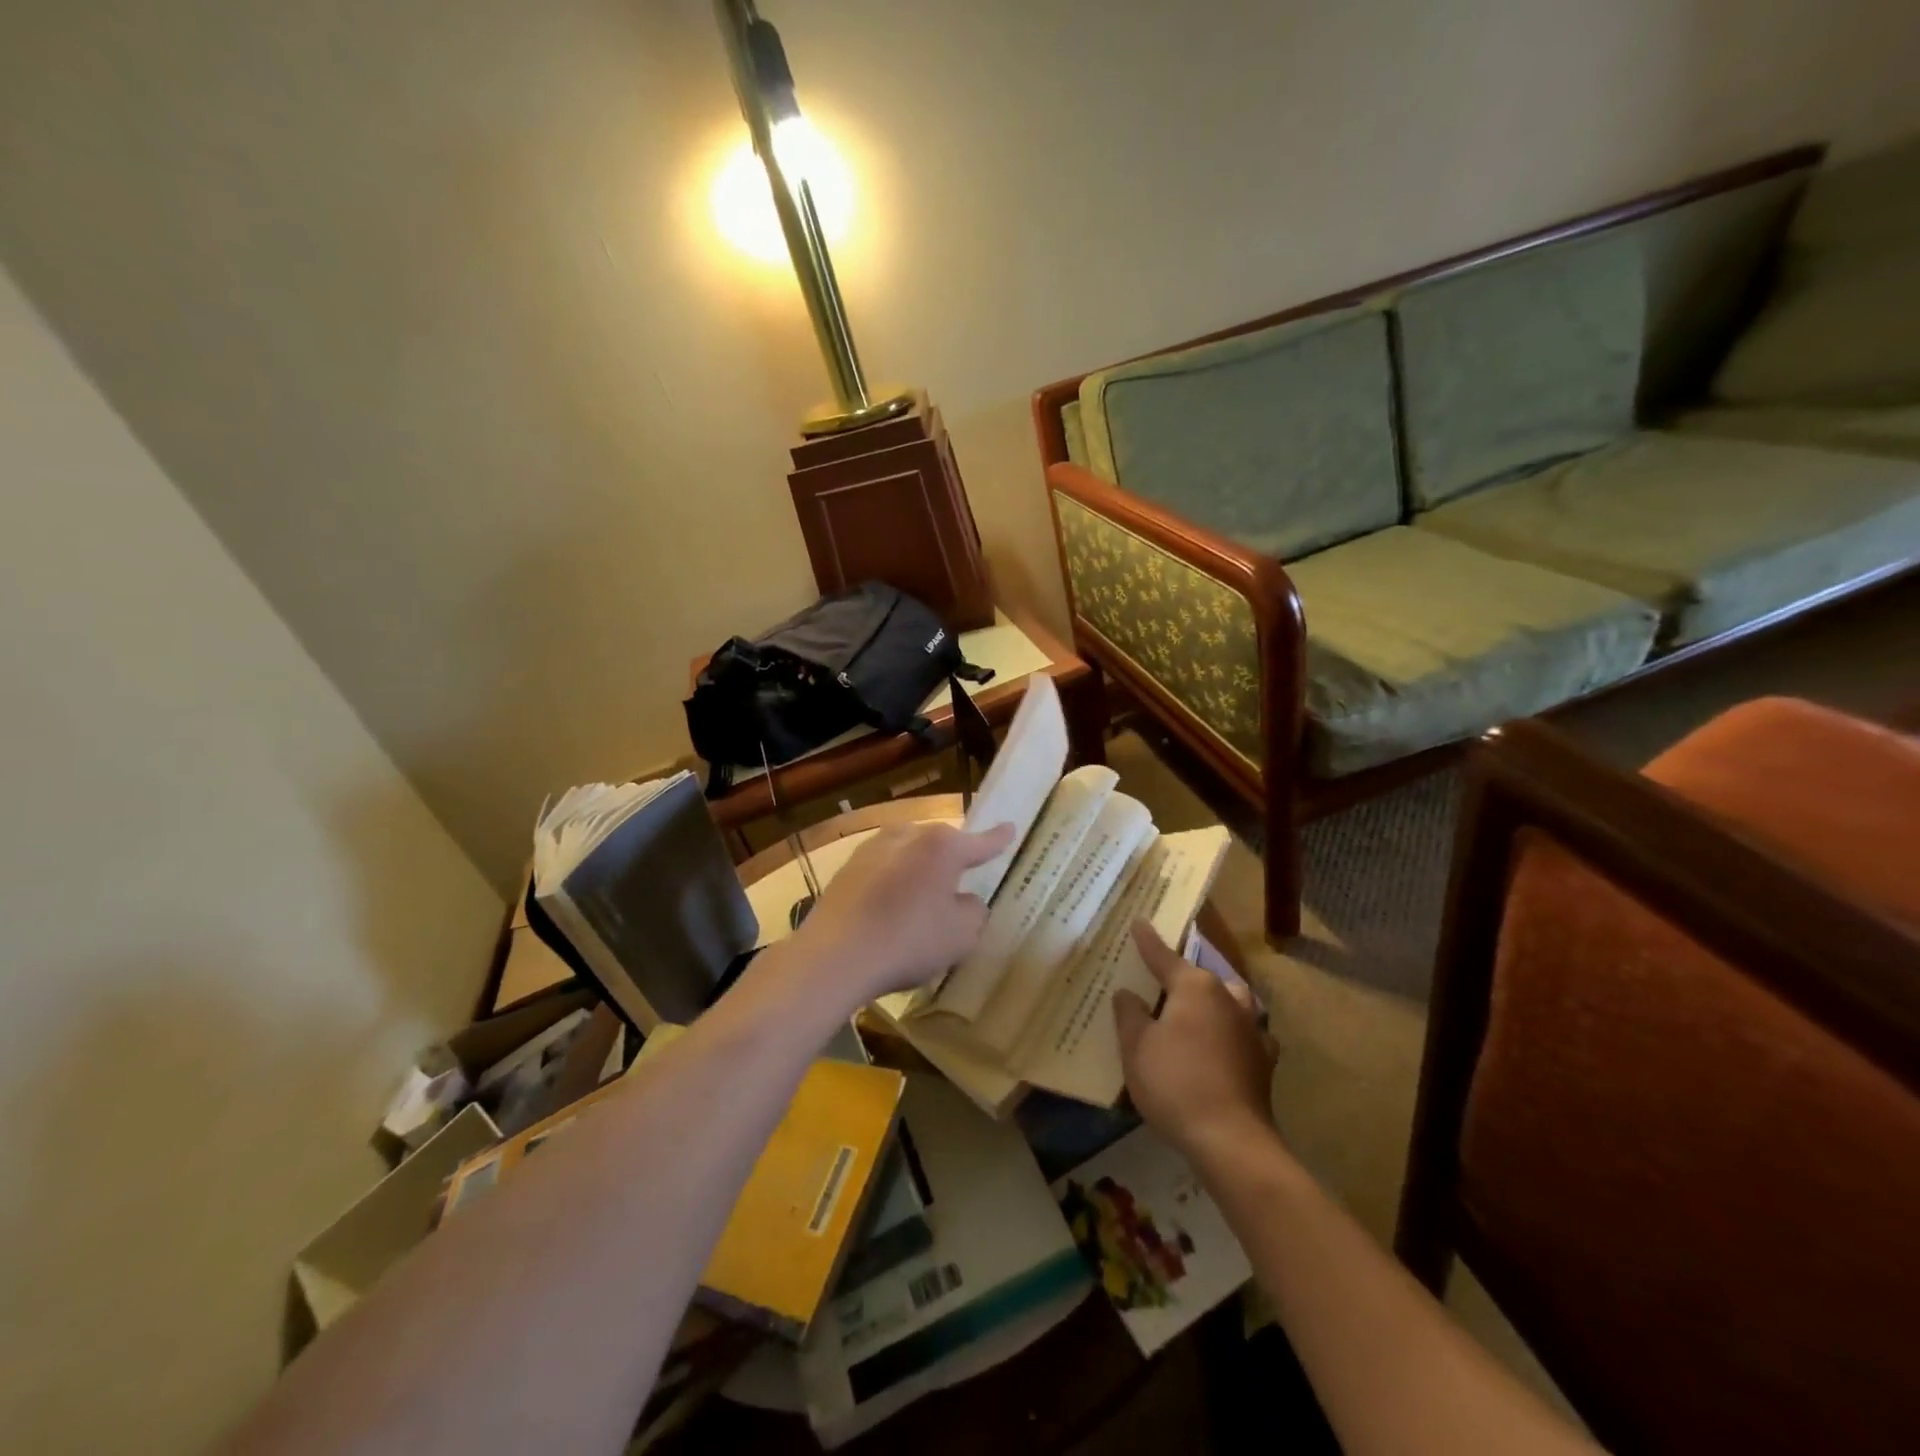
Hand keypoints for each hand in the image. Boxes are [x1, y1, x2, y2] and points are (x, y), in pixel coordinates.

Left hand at [788, 820, 1016, 1004]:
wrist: (834, 956)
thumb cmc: (908, 941)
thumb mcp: (961, 935)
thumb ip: (973, 911)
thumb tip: (965, 899)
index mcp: (942, 847)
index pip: (980, 841)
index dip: (998, 839)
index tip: (1010, 829)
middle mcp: (907, 836)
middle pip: (940, 843)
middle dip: (952, 858)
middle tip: (961, 879)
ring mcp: (872, 848)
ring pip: (908, 852)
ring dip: (918, 869)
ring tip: (923, 896)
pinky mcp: (847, 868)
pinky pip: (883, 869)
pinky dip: (893, 883)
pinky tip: (890, 908)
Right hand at [1114, 922, 1274, 1160]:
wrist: (1230, 1140)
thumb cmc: (1175, 1083)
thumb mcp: (1136, 1047)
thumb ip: (1130, 1014)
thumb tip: (1128, 993)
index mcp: (1195, 987)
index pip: (1164, 957)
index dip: (1148, 942)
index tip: (1139, 923)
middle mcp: (1228, 999)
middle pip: (1204, 978)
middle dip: (1187, 976)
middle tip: (1166, 981)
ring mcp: (1252, 1030)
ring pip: (1232, 1002)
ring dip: (1216, 1002)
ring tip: (1199, 1011)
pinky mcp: (1264, 1061)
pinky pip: (1246, 1034)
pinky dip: (1233, 1034)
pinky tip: (1226, 1046)